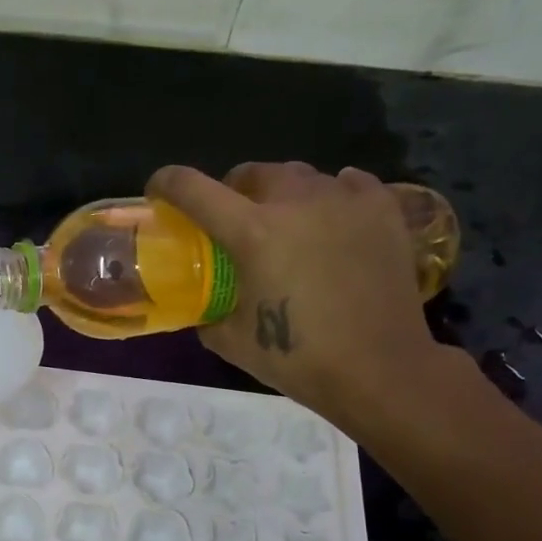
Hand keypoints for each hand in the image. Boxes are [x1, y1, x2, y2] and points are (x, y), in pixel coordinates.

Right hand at [147, 162, 443, 424]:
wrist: (378, 368)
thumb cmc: (297, 358)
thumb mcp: (231, 341)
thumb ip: (208, 313)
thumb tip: (204, 307)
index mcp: (252, 233)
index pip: (194, 189)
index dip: (167, 184)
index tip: (159, 191)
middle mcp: (296, 203)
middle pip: (252, 172)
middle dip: (233, 190)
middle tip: (233, 219)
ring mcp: (344, 200)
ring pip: (301, 176)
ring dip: (282, 194)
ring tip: (286, 223)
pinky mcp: (382, 209)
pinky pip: (349, 184)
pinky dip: (331, 195)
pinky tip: (331, 217)